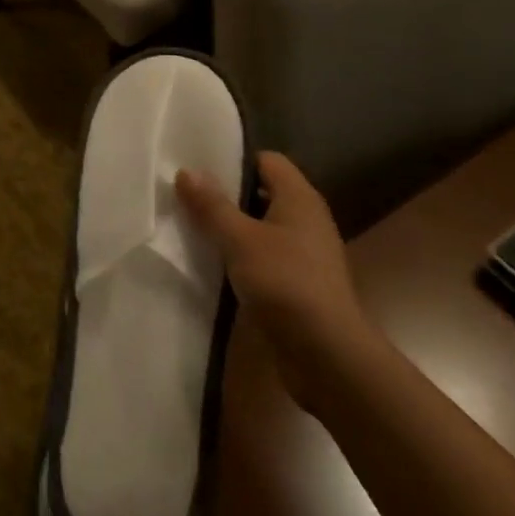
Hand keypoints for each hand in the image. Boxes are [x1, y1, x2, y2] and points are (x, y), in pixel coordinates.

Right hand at [177, 152, 373, 415]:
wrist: (327, 355)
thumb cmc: (285, 283)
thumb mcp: (240, 240)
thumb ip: (212, 205)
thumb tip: (187, 171)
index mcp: (299, 197)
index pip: (266, 160)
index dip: (234, 161)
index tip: (199, 168)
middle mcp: (307, 218)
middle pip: (263, 192)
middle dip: (227, 195)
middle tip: (188, 198)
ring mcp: (305, 253)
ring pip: (263, 227)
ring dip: (233, 229)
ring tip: (194, 229)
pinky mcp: (300, 284)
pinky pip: (266, 257)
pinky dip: (243, 257)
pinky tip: (216, 265)